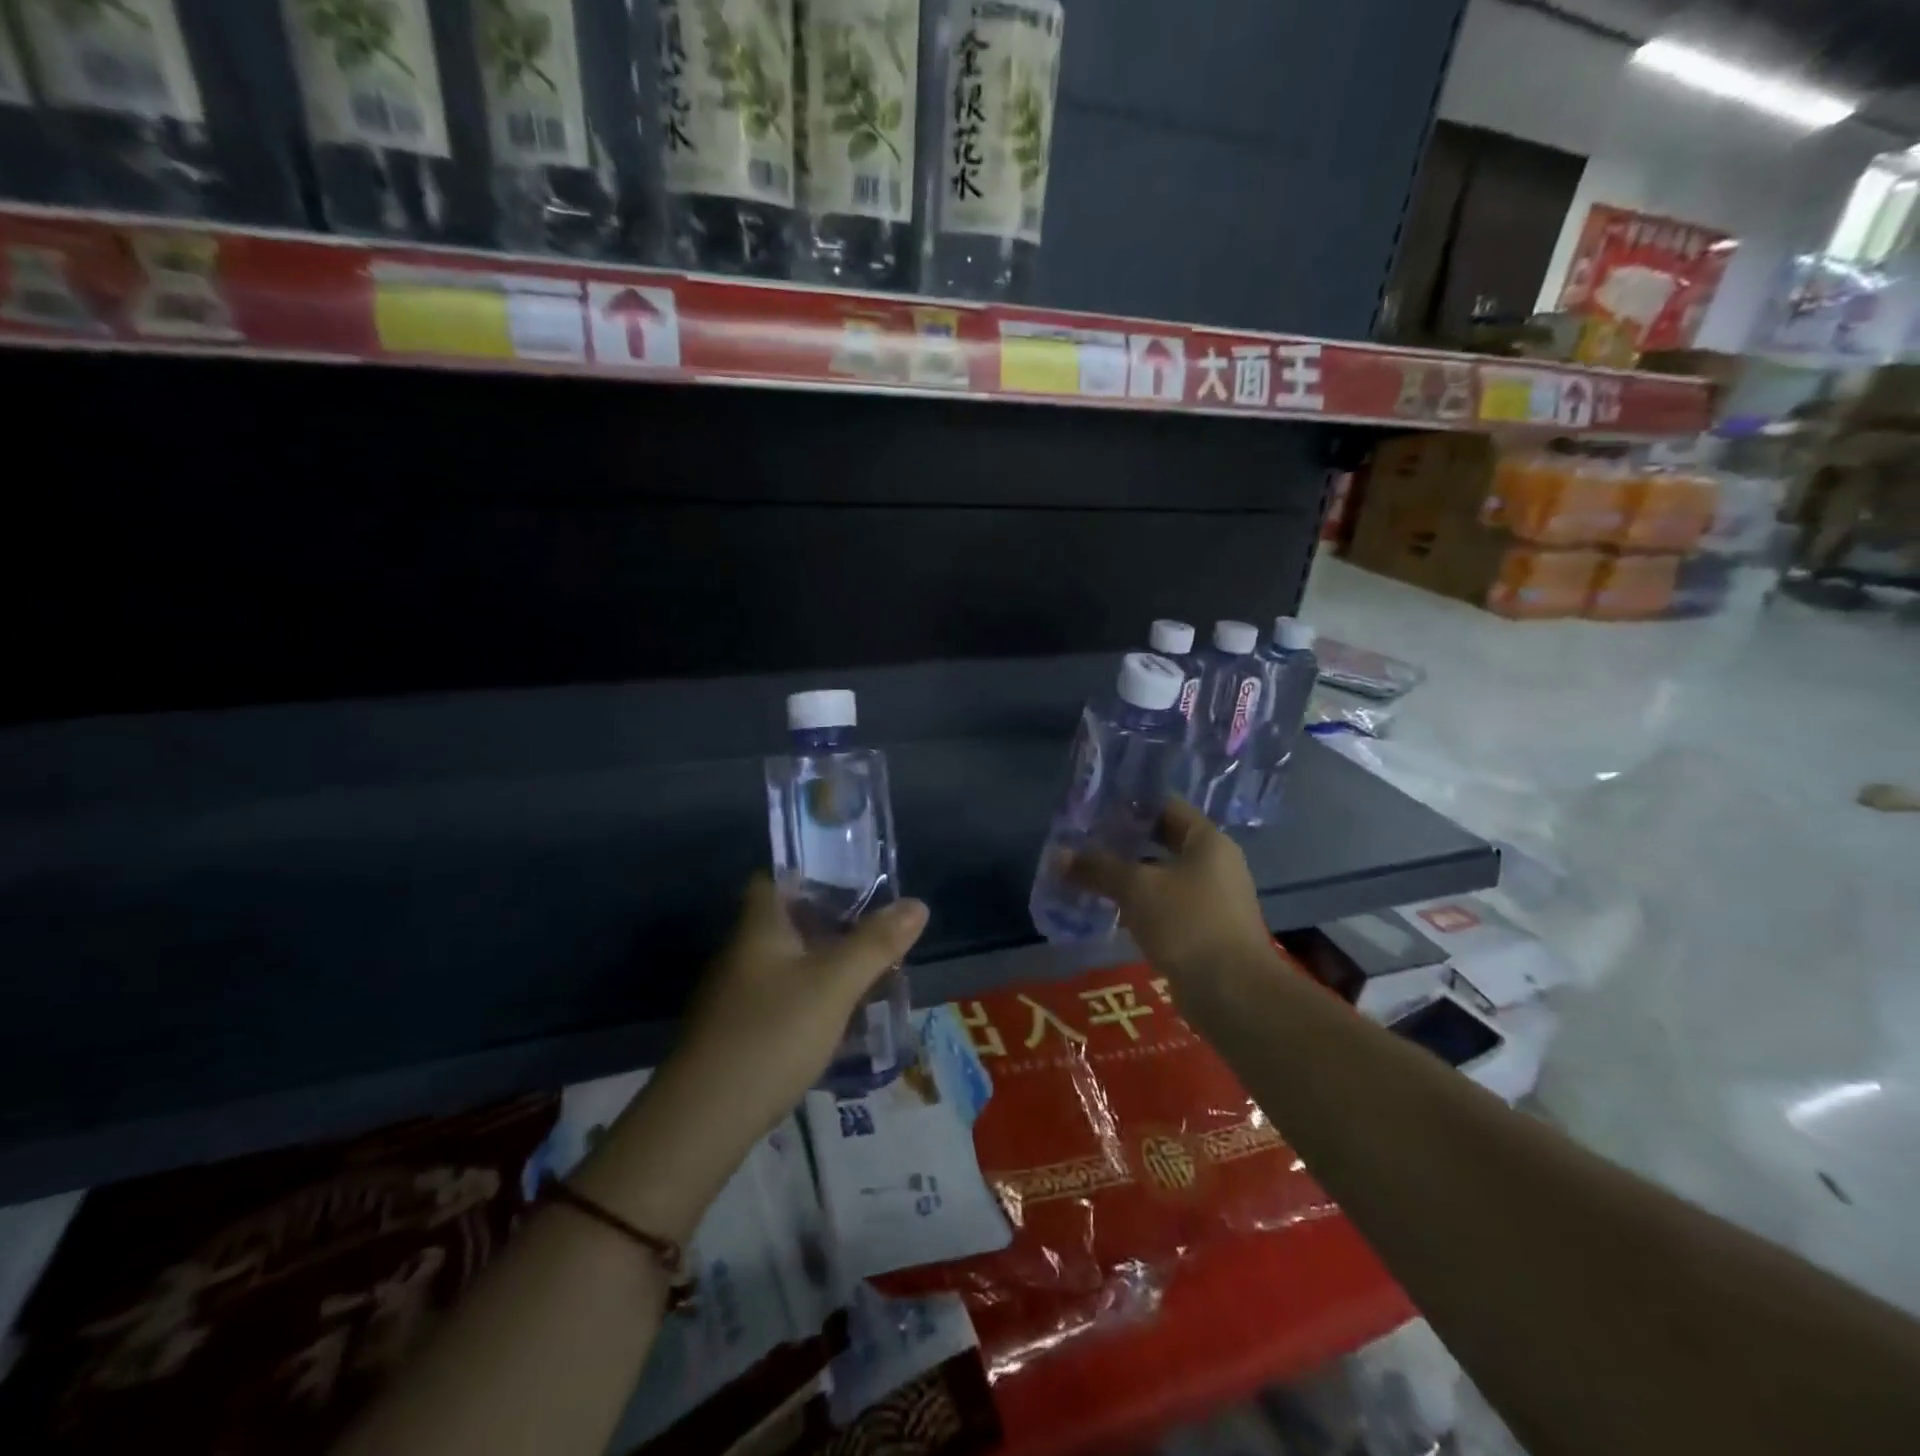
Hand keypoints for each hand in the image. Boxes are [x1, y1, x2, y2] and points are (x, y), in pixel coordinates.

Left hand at [673, 875, 929, 1140]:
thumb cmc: (771, 1034)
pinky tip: (838, 1020)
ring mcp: (735, 995)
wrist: (703, 1121)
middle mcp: (742, 953)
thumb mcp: (834, 985)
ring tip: (869, 973)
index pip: (774, 879)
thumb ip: (875, 944)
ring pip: (786, 964)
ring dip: (823, 964)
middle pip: (787, 922)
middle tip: (876, 930)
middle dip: (830, 923)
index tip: (851, 880)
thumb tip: (918, 904)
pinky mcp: (737, 1033)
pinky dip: (810, 999)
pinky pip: (781, 999)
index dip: (809, 873)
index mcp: (759, 928)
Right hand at [1066, 798, 1271, 986]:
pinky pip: (1167, 906)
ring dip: (1130, 877)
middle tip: (1085, 843)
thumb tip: (1058, 855)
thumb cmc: (1187, 923)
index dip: (1130, 805)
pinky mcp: (1206, 930)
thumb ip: (1098, 868)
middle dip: (1124, 843)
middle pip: (1163, 841)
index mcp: (1208, 841)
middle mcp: (1215, 864)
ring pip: (1163, 876)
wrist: (1232, 993)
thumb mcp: (1136, 888)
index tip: (1095, 811)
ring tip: (1090, 876)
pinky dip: (1141, 905)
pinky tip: (1111, 911)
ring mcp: (1213, 899)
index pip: (1166, 806)